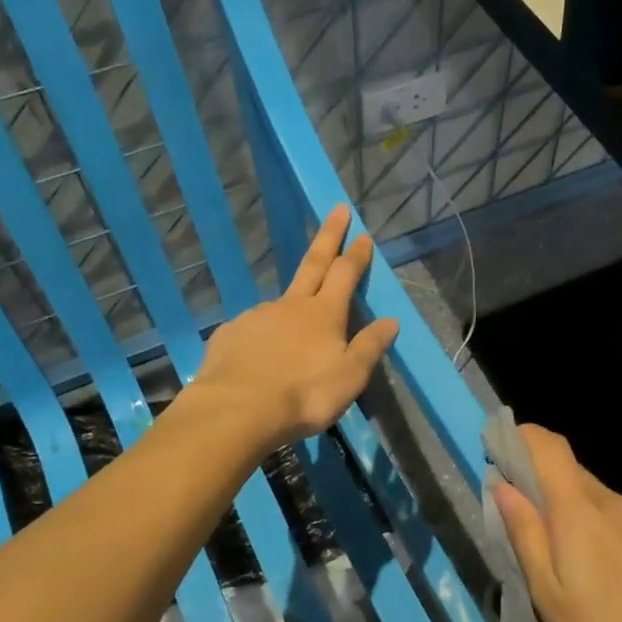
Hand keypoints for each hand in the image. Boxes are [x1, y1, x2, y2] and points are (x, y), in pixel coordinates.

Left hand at [191, 205, 398, 449]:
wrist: (237, 411)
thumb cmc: (304, 395)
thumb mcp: (350, 377)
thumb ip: (370, 347)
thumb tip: (391, 321)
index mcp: (324, 314)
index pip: (345, 273)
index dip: (356, 254)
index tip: (363, 234)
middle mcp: (291, 306)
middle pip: (313, 264)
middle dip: (328, 236)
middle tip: (337, 210)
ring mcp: (257, 316)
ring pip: (280, 303)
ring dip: (292, 305)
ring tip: (293, 334)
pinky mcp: (230, 334)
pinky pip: (253, 330)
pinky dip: (262, 336)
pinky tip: (260, 356)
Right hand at [493, 425, 621, 621]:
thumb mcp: (548, 594)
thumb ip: (524, 533)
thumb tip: (502, 485)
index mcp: (580, 510)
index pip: (549, 445)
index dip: (519, 436)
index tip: (490, 447)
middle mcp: (609, 503)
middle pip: (565, 465)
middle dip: (530, 469)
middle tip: (500, 501)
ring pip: (583, 488)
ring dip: (552, 494)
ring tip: (529, 532)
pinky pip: (600, 510)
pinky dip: (575, 513)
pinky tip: (567, 553)